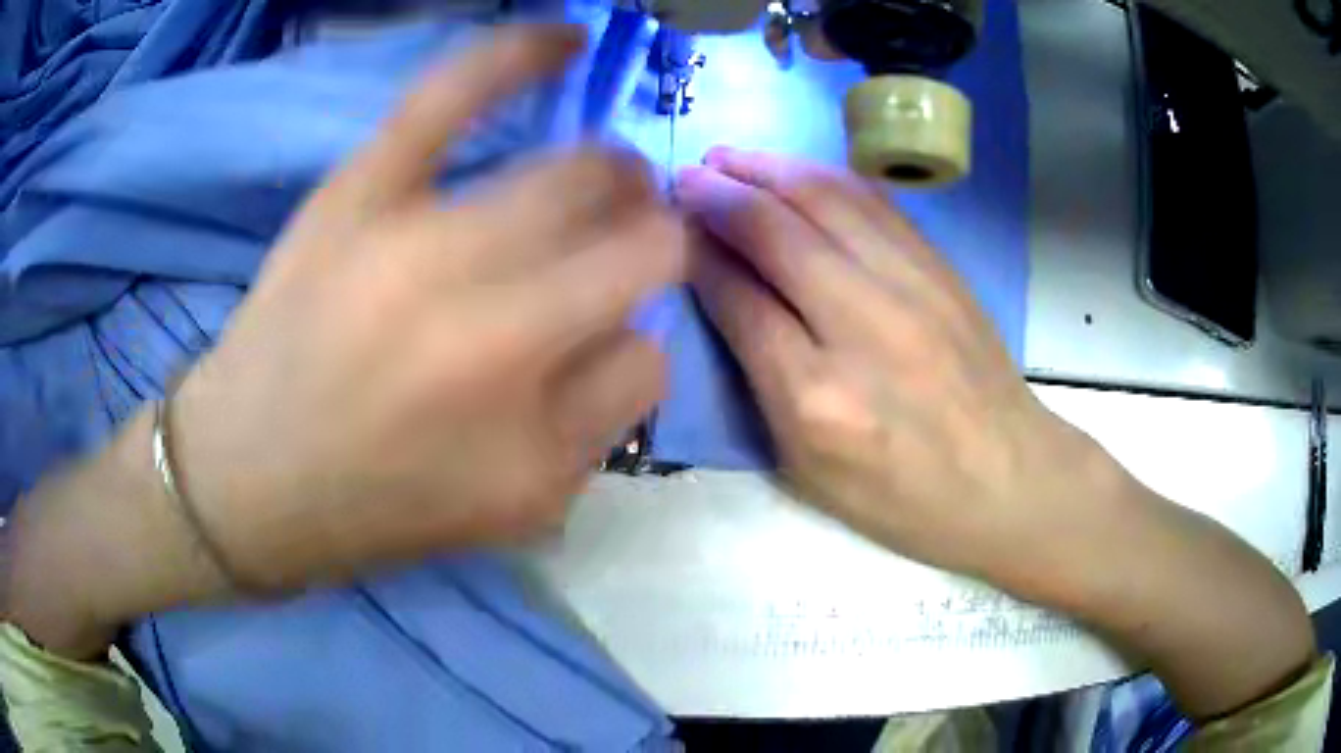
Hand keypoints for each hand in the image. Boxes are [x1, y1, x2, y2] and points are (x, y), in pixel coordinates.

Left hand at [165, 26, 685, 591]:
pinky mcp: (361, 194)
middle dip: (650, 243)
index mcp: (534, 440)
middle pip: (641, 246)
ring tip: (595, 184)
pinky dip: (517, 52)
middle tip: (616, 249)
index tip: (600, 341)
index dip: (633, 344)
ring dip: (610, 178)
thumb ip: (592, 427)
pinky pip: (452, 95)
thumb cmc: (375, 510)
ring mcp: (425, 249)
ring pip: (581, 174)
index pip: (650, 357)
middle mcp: (498, 339)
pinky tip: (564, 37)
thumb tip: (630, 330)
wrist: (244, 480)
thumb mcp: (511, 512)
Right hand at [678, 147, 1104, 596]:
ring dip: (768, 168)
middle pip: (777, 232)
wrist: (1008, 480)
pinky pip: (874, 202)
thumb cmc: (901, 497)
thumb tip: (722, 294)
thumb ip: (760, 381)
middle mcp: (863, 326)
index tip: (671, 229)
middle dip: (721, 195)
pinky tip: (797, 170)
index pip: (739, 298)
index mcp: (816, 398)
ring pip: (827, 200)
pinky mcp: (942, 269)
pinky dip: (825, 176)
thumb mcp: (809, 469)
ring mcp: (912, 287)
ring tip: (730, 156)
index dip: (697, 254)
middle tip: (687, 175)